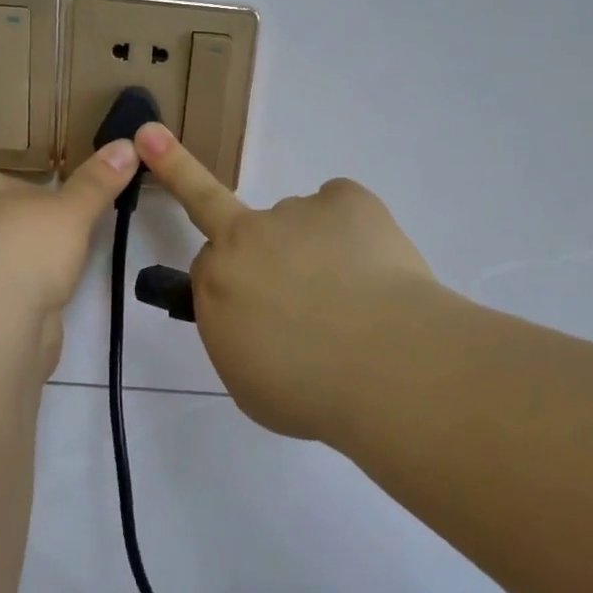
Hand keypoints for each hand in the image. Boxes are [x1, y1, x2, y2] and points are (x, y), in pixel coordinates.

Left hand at [0, 141, 139, 372]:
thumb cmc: (24, 252)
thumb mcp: (71, 210)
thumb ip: (97, 181)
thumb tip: (127, 145)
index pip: (9, 186)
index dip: (46, 197)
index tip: (74, 213)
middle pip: (6, 224)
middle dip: (38, 234)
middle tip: (72, 243)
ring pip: (3, 261)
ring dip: (30, 268)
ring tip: (61, 276)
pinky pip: (1, 295)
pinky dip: (22, 297)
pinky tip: (43, 304)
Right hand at [133, 123, 437, 443]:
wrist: (386, 367)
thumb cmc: (310, 393)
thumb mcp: (248, 383)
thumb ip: (242, 336)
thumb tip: (265, 319)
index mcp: (217, 283)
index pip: (207, 262)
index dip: (231, 279)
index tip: (246, 290)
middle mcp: (246, 237)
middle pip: (234, 224)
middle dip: (250, 242)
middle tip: (291, 282)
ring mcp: (295, 211)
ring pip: (298, 222)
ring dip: (315, 248)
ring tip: (358, 296)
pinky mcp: (345, 199)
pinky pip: (341, 205)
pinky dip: (355, 227)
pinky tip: (376, 267)